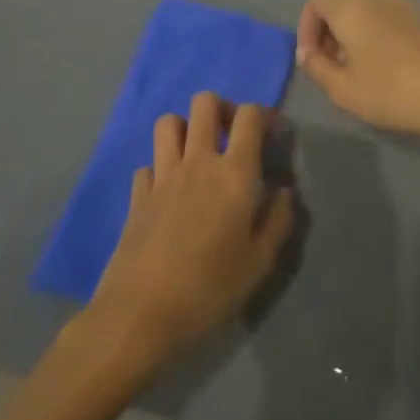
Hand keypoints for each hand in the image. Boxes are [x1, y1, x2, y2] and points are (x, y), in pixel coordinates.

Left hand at [87, 93, 295, 365]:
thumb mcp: (259, 263)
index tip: (271, 134)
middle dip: (222, 109)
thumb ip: (278, 220)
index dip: (264, 114)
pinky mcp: (136, 195)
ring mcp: (162, 176)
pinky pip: (148, 163)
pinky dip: (160, 168)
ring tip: (197, 155)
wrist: (140, 316)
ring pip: (169, 122)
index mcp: (234, 173)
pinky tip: (168, 192)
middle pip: (205, 103)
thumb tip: (283, 191)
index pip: (250, 115)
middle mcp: (197, 162)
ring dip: (186, 129)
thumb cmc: (209, 290)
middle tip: (231, 136)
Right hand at [294, 0, 419, 147]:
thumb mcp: (344, 89)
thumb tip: (308, 53)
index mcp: (350, 6)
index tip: (312, 60)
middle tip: (331, 69)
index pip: (315, 1)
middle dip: (327, 33)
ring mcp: (402, 4)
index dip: (306, 29)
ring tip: (357, 73)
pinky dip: (374, 37)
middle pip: (339, 4)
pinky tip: (385, 70)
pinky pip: (385, 19)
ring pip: (363, 12)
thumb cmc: (395, 90)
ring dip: (351, 37)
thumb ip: (317, 68)